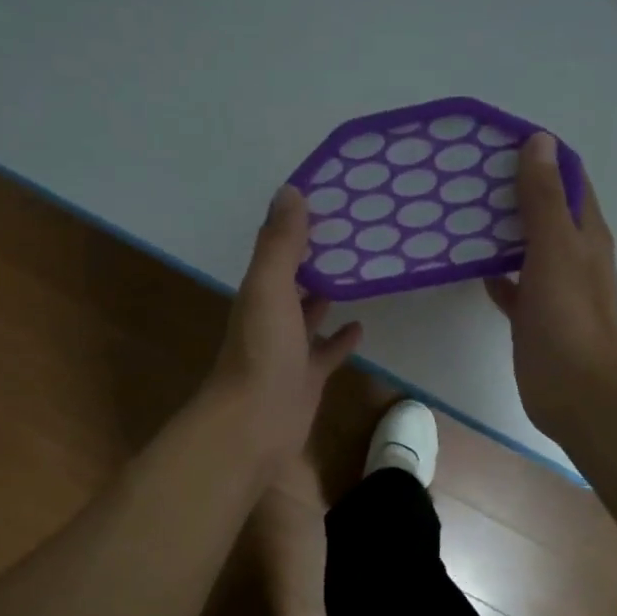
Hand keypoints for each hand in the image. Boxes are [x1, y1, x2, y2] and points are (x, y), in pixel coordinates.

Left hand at [205, 185, 362, 471]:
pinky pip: (327, 352)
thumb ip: (280, 244)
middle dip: (317, 260)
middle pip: (295, 281)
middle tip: (356, 235)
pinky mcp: (307, 378)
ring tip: (361, 272)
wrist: (255, 424)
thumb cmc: (262, 352)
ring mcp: (289, 350)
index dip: (300, 227)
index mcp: (260, 292)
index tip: (333, 202)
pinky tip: (360, 325)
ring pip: (310, 315)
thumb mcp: (269, 288)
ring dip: (328, 295)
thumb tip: (290, 191)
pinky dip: (341, 338)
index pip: (279, 250)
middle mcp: (271, 317)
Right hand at [485, 134, 616, 443]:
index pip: (567, 177)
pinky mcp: (533, 316)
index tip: (495, 141)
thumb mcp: (555, 249)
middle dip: (511, 190)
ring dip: (498, 230)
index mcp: (585, 232)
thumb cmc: (569, 317)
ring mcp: (552, 287)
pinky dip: (493, 272)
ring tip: (457, 213)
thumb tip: (538, 141)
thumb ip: (544, 199)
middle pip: (543, 210)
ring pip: (524, 246)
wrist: (577, 391)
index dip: (538, 155)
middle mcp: (572, 254)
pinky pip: (511, 284)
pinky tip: (467, 267)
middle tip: (464, 175)